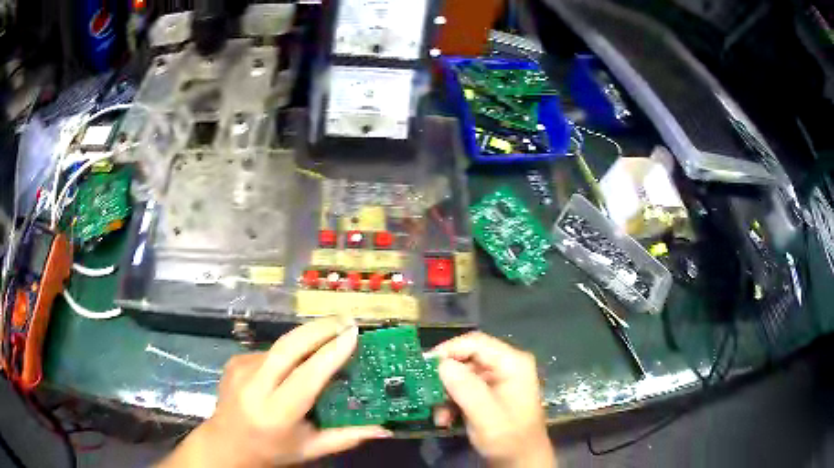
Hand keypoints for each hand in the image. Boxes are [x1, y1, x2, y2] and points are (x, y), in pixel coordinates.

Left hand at [158, 317, 390, 467]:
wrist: (225, 444)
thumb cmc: (272, 450)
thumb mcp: (311, 449)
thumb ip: (347, 437)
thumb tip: (384, 428)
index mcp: (276, 413)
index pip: (306, 376)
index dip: (331, 353)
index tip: (353, 334)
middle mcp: (254, 386)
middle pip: (288, 347)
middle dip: (319, 328)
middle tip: (346, 320)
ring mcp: (241, 369)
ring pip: (280, 345)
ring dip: (306, 339)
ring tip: (329, 337)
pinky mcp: (235, 361)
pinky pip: (269, 351)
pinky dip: (288, 352)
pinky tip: (295, 362)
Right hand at [433, 332, 555, 467]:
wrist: (521, 462)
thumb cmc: (509, 438)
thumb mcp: (485, 416)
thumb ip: (465, 388)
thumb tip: (441, 364)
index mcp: (512, 363)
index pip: (475, 343)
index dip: (448, 350)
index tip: (423, 366)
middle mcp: (506, 367)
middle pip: (466, 359)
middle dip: (445, 379)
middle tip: (425, 393)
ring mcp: (498, 381)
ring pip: (461, 376)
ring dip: (446, 395)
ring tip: (438, 415)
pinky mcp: (489, 395)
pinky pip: (464, 390)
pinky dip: (451, 403)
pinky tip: (445, 420)